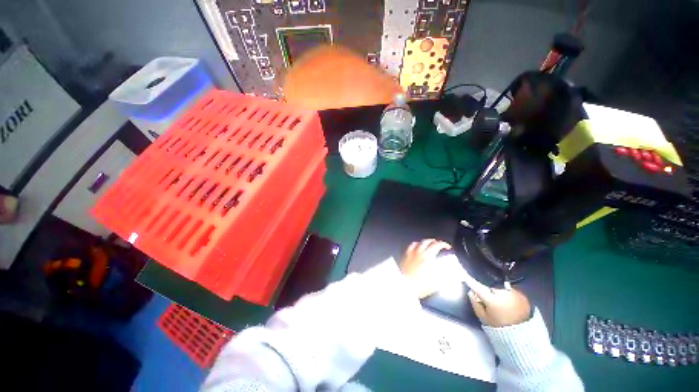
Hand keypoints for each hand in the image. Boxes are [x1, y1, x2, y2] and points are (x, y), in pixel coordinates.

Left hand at [399, 239, 451, 298]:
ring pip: (419, 242)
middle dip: (435, 241)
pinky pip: (411, 246)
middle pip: (428, 241)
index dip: (444, 244)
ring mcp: (411, 253)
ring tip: (429, 243)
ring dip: (426, 241)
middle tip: (439, 244)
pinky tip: (417, 246)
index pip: (437, 245)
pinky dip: (416, 244)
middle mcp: (419, 253)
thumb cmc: (419, 286)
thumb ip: (445, 276)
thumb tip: (451, 273)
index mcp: (428, 257)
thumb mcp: (436, 283)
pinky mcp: (405, 256)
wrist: (403, 287)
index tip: (447, 247)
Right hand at [466, 279, 530, 327]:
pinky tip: (510, 303)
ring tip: (502, 303)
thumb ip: (475, 304)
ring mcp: (514, 295)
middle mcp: (503, 294)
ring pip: (502, 289)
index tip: (466, 278)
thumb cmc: (498, 326)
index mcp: (492, 300)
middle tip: (491, 301)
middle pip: (492, 288)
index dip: (471, 283)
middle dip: (490, 292)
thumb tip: (470, 292)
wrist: (521, 335)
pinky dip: (509, 295)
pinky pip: (512, 292)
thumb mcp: (483, 317)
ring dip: (500, 293)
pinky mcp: (523, 296)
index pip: (478, 288)